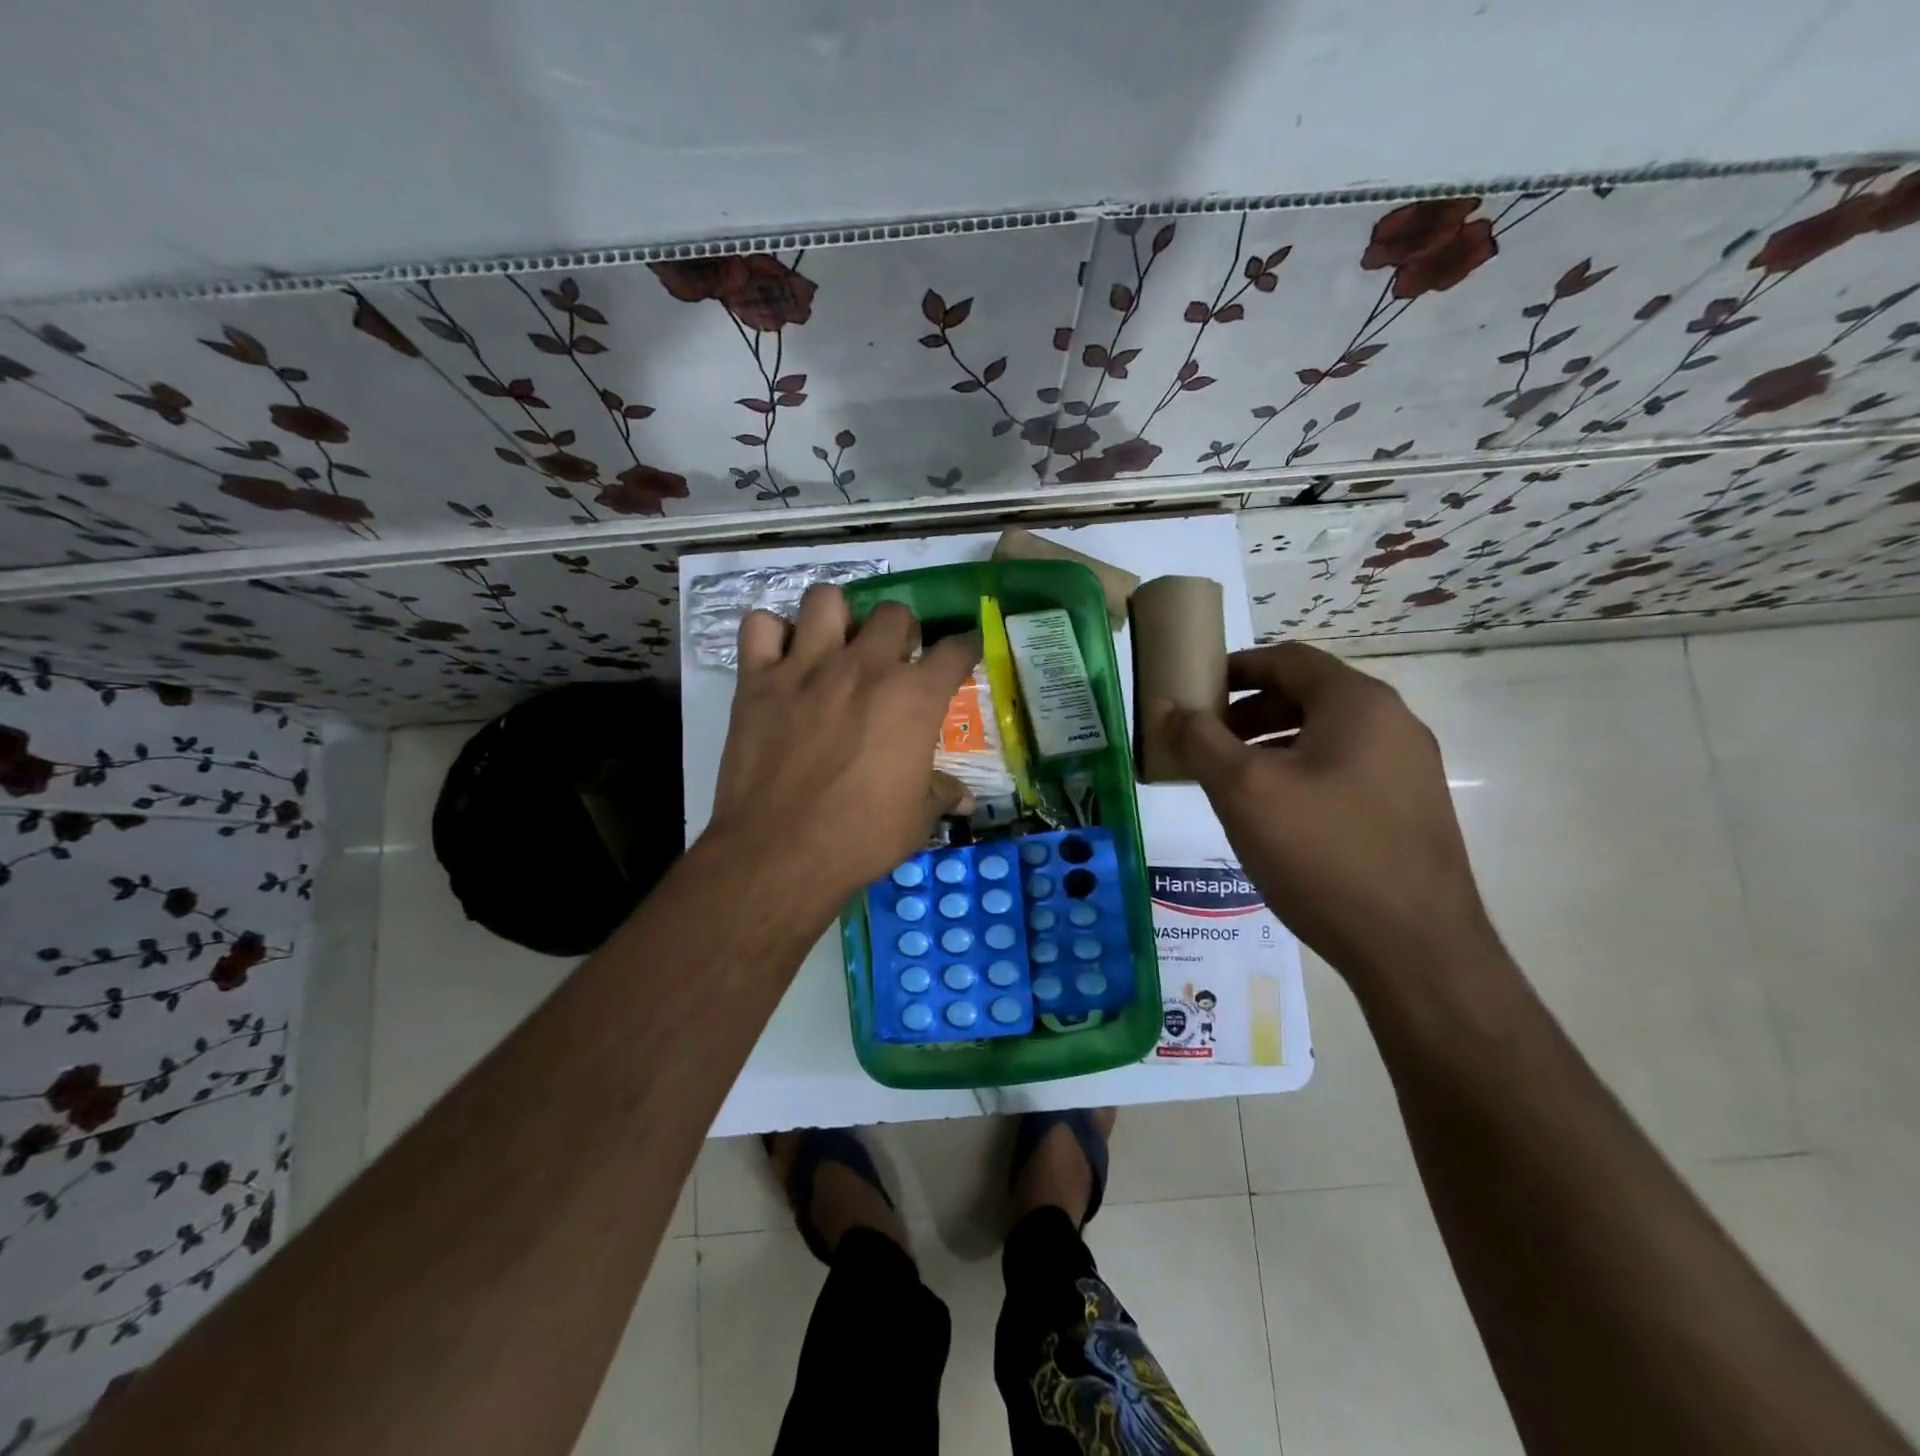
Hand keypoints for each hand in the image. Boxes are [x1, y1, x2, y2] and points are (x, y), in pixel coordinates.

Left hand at [706, 585, 980, 908]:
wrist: (780, 854)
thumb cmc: (860, 838)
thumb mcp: (916, 820)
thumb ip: (940, 794)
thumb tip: (964, 799)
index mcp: (913, 698)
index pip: (955, 650)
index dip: (966, 647)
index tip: (964, 652)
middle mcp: (864, 667)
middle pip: (894, 613)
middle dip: (901, 631)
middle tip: (893, 660)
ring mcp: (806, 667)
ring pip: (825, 600)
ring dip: (837, 618)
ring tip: (835, 646)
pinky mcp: (757, 680)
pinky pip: (759, 626)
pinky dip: (771, 635)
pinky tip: (780, 659)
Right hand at [1160, 643, 1495, 986]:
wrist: (1414, 949)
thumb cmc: (1322, 853)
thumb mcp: (1244, 791)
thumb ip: (1199, 740)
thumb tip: (1164, 705)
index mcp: (1358, 703)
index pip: (1287, 659)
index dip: (1235, 668)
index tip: (1195, 692)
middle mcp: (1392, 724)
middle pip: (1307, 696)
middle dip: (1248, 713)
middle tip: (1205, 743)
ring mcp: (1408, 769)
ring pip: (1325, 737)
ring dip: (1271, 746)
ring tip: (1232, 782)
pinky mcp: (1409, 810)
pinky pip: (1344, 771)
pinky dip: (1301, 774)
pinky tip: (1276, 817)